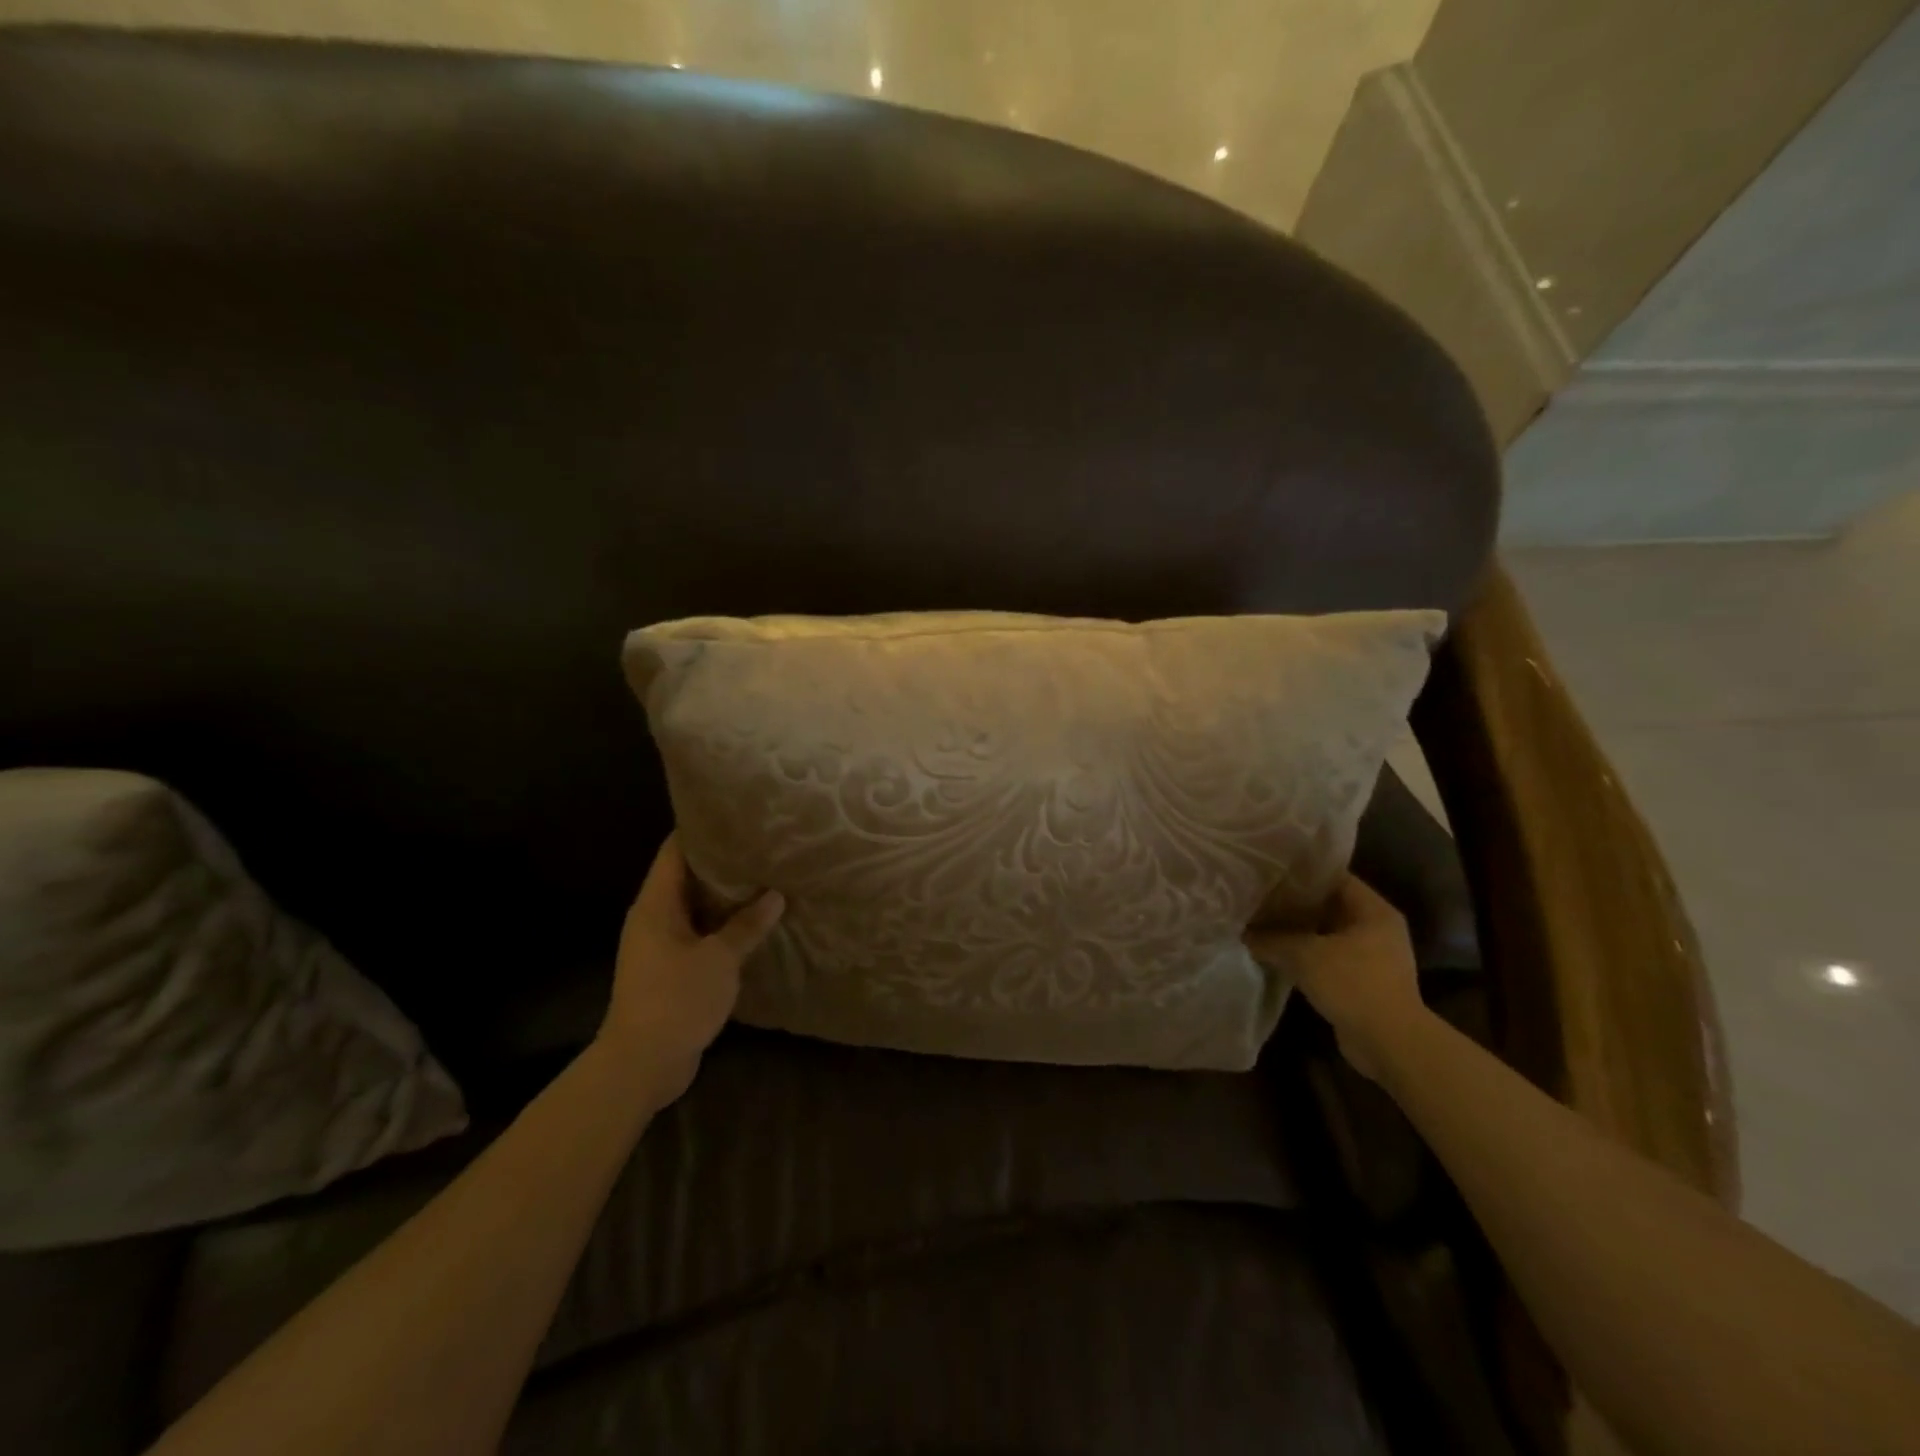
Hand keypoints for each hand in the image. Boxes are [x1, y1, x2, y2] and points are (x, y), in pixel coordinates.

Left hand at [598, 834, 784, 1104]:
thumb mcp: (720, 959)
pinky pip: (698, 934)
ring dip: (725, 898)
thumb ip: (747, 925)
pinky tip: (753, 923)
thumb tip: (775, 894)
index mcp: (656, 905)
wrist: (641, 1064)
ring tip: (764, 879)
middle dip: (722, 863)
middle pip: (686, 877)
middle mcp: (652, 918)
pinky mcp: (669, 970)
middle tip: (761, 847)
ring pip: (695, 908)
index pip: (675, 851)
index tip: (736, 816)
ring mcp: (659, 945)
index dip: (702, 830)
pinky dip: (722, 926)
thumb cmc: (676, 999)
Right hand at [1246, 875, 1424, 1082]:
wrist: (1389, 1043)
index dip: (1301, 874)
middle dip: (1295, 904)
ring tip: (1262, 924)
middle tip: (1260, 898)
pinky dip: (1306, 957)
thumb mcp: (1303, 955)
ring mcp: (1373, 957)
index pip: (1334, 877)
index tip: (1270, 872)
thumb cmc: (1353, 984)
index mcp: (1374, 910)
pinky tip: (1277, 955)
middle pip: (1329, 906)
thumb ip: (1271, 939)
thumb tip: (1244, 933)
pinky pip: (1329, 959)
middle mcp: (1378, 928)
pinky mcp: (1364, 982)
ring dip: (1299, 933)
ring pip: (1327, 934)